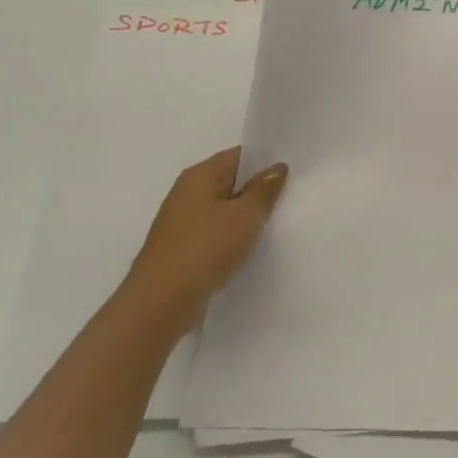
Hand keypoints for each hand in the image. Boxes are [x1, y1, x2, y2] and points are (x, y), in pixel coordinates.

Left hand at [121, 148, 287, 330]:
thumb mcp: (245, 215)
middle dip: (259, 189)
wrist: (162, 302)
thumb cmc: (205, 248)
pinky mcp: (183, 249)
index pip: (239, 156)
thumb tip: (277, 168)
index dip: (267, 160)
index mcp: (199, 176)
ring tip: (279, 222)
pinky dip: (235, 236)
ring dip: (247, 216)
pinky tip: (254, 247)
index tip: (295, 170)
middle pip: (231, 182)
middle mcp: (187, 193)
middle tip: (294, 195)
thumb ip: (264, 189)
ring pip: (225, 210)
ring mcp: (183, 223)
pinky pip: (216, 233)